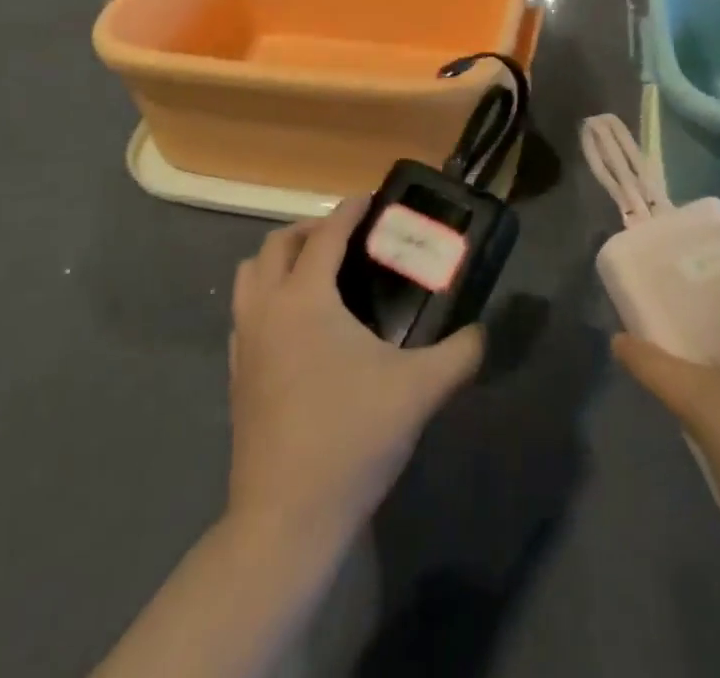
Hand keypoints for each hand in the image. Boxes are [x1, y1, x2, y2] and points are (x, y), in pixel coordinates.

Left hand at [226, 198, 483, 548]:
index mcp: (304, 299)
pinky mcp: (237, 376)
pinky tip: (298, 326)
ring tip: (317, 273)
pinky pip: (245, 313)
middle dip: (310, 230)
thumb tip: (483, 332)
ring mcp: (245, 343)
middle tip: (346, 238)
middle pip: (276, 245)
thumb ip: (460, 353)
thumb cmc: (350, 438)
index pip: (325, 235)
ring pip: (250, 276)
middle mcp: (266, 309)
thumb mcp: (419, 390)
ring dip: (280, 261)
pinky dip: (267, 297)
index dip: (348, 211)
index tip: (370, 200)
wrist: (285, 519)